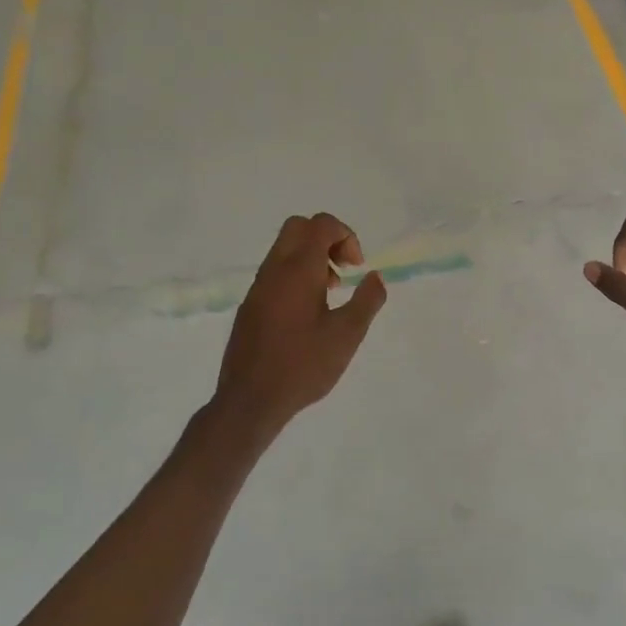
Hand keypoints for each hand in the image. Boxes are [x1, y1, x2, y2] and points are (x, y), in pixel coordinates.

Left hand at [214, 213, 386, 433]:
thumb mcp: (347, 335)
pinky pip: (275, 272)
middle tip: (344, 269)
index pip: (320, 224)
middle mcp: (274, 270)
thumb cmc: (303, 365)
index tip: (357, 267)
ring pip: (284, 249)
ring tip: (331, 293)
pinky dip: (296, 275)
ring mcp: (258, 287)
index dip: (345, 235)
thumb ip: (367, 301)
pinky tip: (309, 313)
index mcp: (298, 270)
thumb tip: (376, 277)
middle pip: (298, 227)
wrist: (249, 400)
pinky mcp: (250, 306)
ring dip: (312, 258)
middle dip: (326, 238)